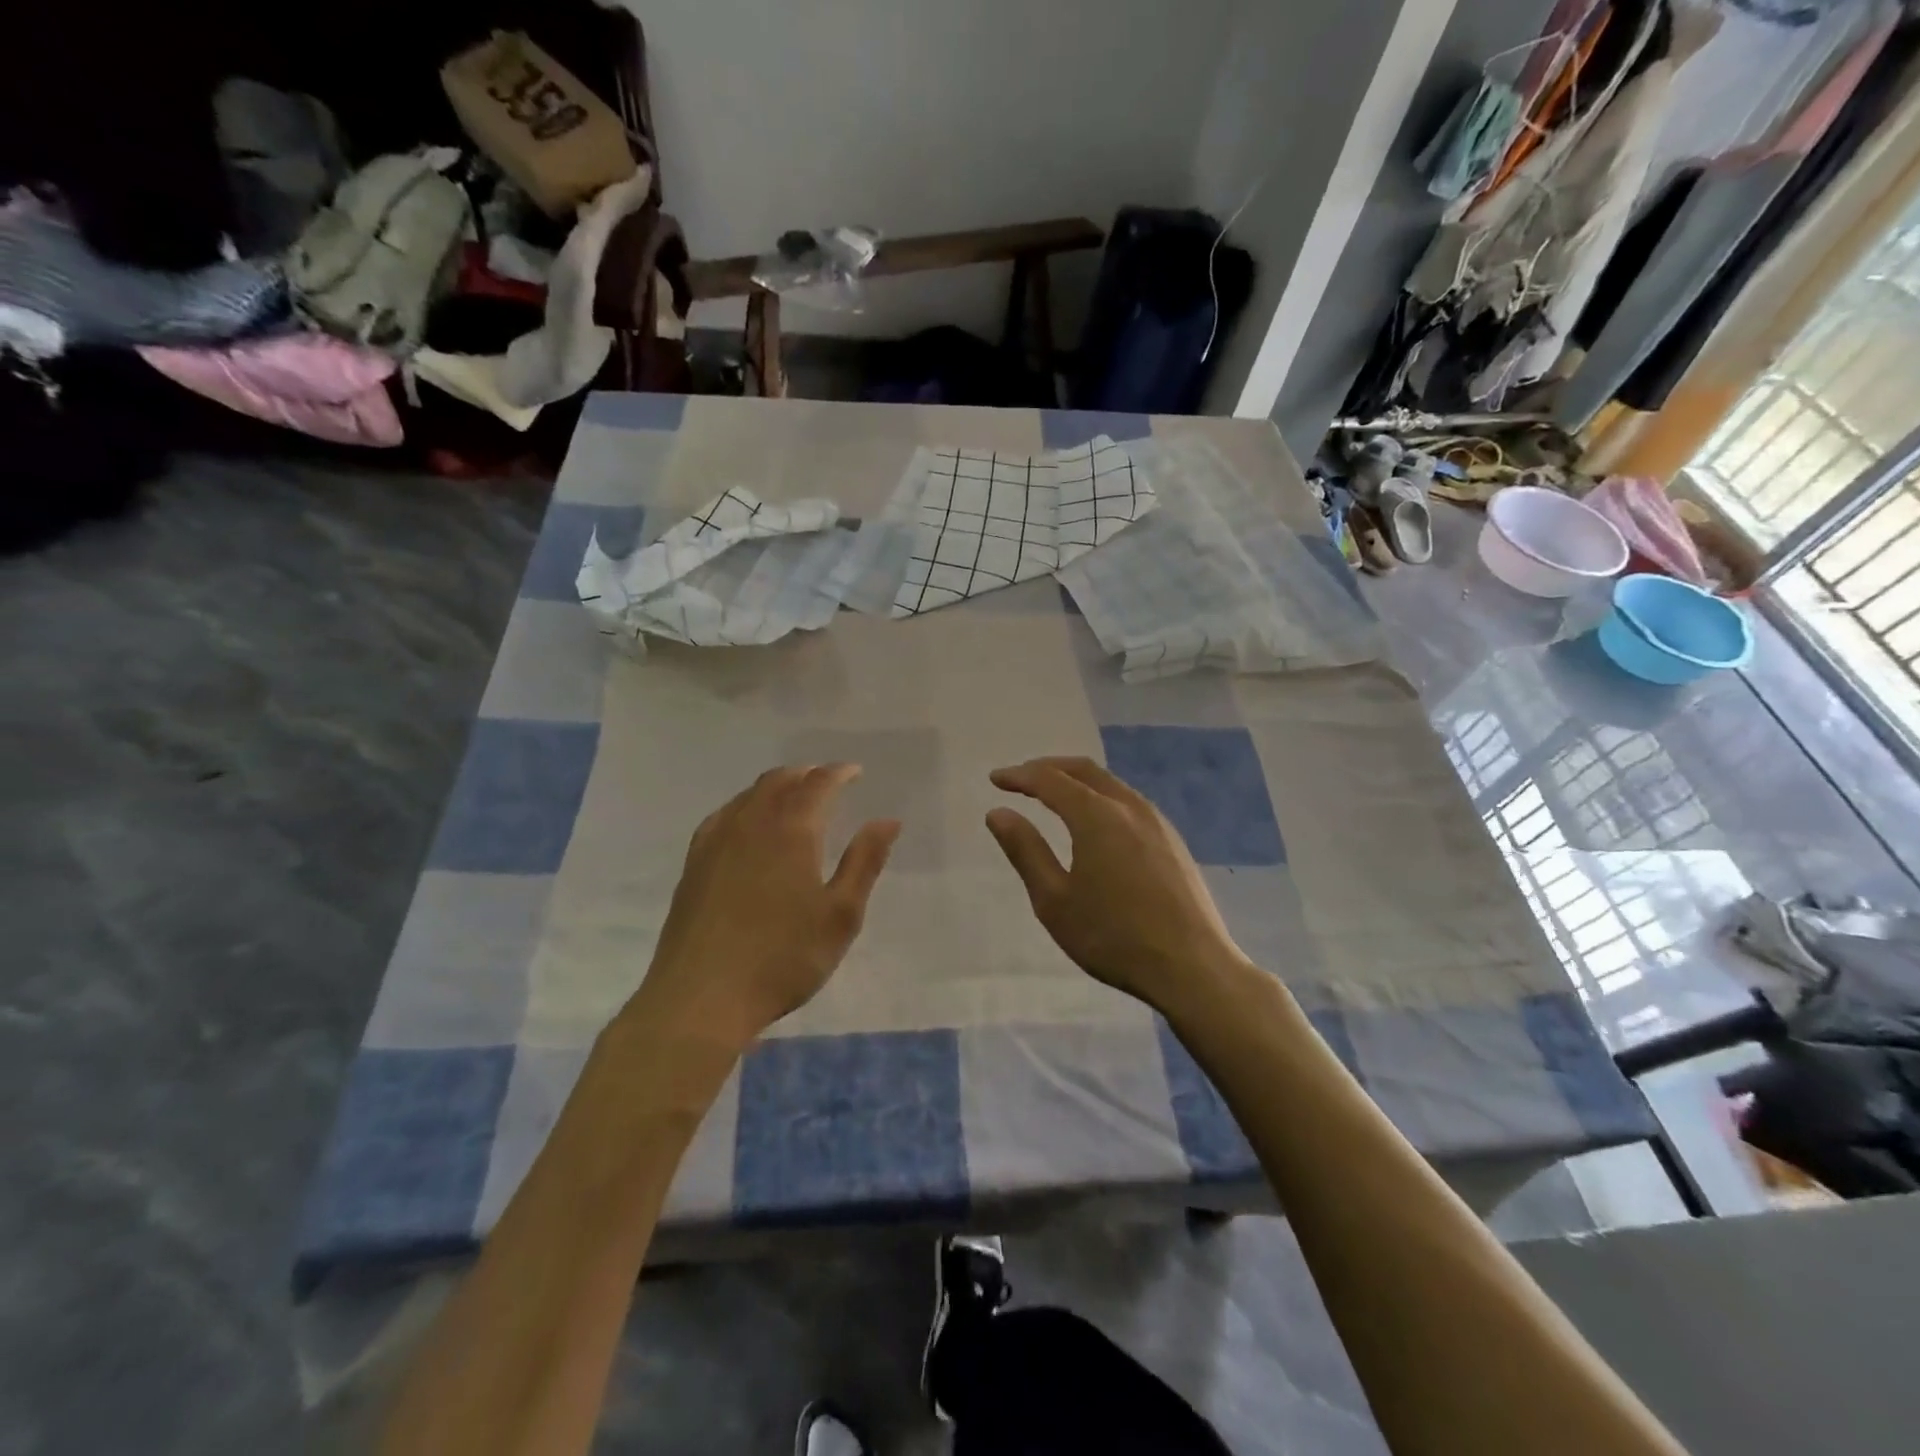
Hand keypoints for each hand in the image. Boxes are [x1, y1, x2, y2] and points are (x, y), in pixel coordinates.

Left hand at [632, 764, 899, 1049]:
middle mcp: (751, 824)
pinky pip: (723, 816)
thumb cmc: (784, 958)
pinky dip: (745, 806)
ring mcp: (716, 842)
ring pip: (748, 796)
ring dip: (776, 787)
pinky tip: (746, 824)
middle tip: (827, 781)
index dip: (839, 773)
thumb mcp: (840, 915)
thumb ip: (864, 862)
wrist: (702, 997)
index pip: (818, 784)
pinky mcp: (694, 864)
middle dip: (806, 775)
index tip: (855, 772)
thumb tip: (887, 820)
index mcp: (792, 830)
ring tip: (793, 797)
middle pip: (779, 781)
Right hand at [986, 757, 1249, 1010]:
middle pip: (1084, 770)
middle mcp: (1128, 806)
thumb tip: (998, 813)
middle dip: (1048, 768)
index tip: (995, 779)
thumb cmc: (1113, 937)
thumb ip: (1026, 851)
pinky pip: (1128, 800)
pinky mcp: (1172, 839)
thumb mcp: (1054, 901)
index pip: (1050, 780)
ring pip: (1110, 783)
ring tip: (1053, 793)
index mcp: (1096, 816)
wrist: (1192, 967)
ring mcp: (1156, 821)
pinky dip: (1100, 795)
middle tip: (1021, 778)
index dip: (1019, 776)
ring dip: (1077, 780)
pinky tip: (1094, 819)